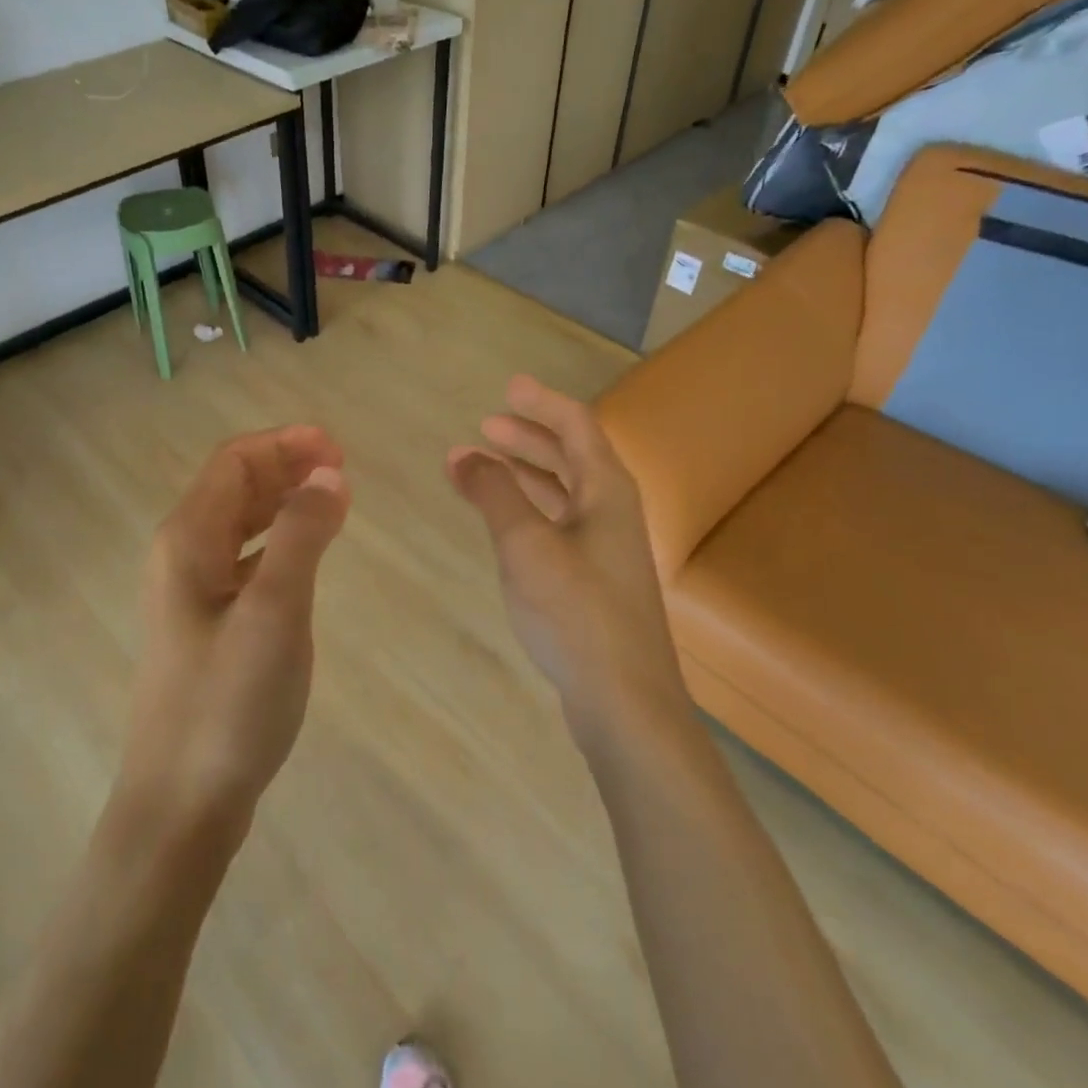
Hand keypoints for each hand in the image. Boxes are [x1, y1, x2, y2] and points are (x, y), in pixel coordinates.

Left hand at [119, 426, 350, 832]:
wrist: (181, 804)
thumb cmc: (228, 703)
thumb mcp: (275, 611)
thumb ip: (302, 535)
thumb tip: (328, 475)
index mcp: (187, 540)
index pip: (235, 461)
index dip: (286, 444)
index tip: (339, 450)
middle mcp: (181, 555)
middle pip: (234, 486)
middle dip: (287, 467)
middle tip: (343, 471)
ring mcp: (190, 593)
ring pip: (239, 523)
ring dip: (283, 502)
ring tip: (334, 503)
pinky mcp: (206, 625)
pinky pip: (243, 560)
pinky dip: (277, 542)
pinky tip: (304, 556)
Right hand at [448, 376, 687, 721]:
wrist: (625, 700)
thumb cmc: (575, 610)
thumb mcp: (526, 544)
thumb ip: (494, 493)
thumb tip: (463, 454)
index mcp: (607, 491)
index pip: (576, 426)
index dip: (541, 403)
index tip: (506, 388)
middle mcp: (614, 512)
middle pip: (572, 456)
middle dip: (528, 438)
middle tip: (485, 428)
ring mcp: (608, 548)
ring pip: (564, 493)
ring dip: (525, 475)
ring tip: (481, 469)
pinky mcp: (596, 580)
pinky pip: (560, 524)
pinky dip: (529, 510)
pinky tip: (505, 522)